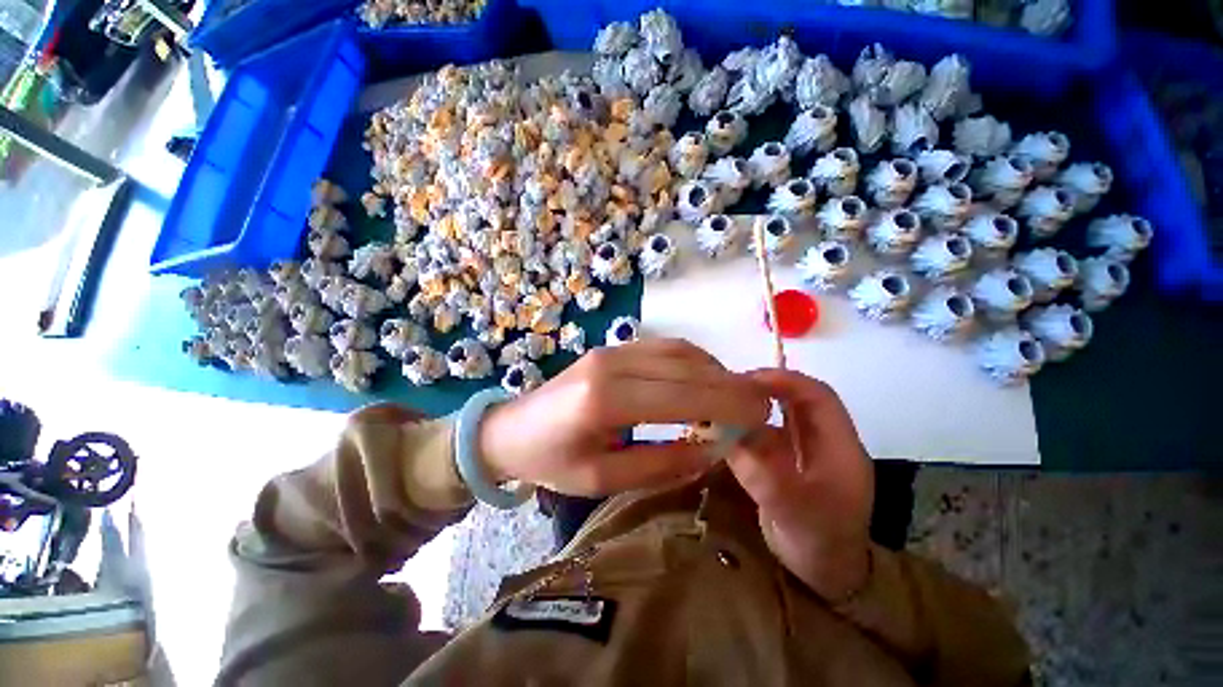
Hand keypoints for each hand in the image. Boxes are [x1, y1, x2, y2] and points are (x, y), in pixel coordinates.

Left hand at [478, 339, 771, 495]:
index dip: (727, 404)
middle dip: (729, 385)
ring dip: (713, 370)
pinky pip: (663, 347)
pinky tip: (703, 379)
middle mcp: (612, 364)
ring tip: (733, 395)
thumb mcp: (604, 479)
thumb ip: (661, 464)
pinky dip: (692, 361)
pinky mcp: (612, 347)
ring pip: (678, 351)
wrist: (512, 429)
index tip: (760, 415)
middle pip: (685, 367)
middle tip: (758, 405)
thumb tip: (711, 449)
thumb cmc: (553, 461)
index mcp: (606, 400)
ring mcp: (612, 350)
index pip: (681, 396)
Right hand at [727, 370, 874, 601]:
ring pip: (776, 412)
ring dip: (750, 403)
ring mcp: (800, 447)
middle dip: (764, 386)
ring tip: (720, 400)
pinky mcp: (782, 457)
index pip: (818, 397)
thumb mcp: (798, 516)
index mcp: (838, 447)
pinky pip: (761, 431)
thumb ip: (766, 480)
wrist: (823, 572)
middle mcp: (820, 439)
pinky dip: (741, 424)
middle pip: (795, 398)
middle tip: (727, 385)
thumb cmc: (821, 545)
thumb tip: (729, 441)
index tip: (749, 378)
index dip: (787, 380)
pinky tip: (720, 426)